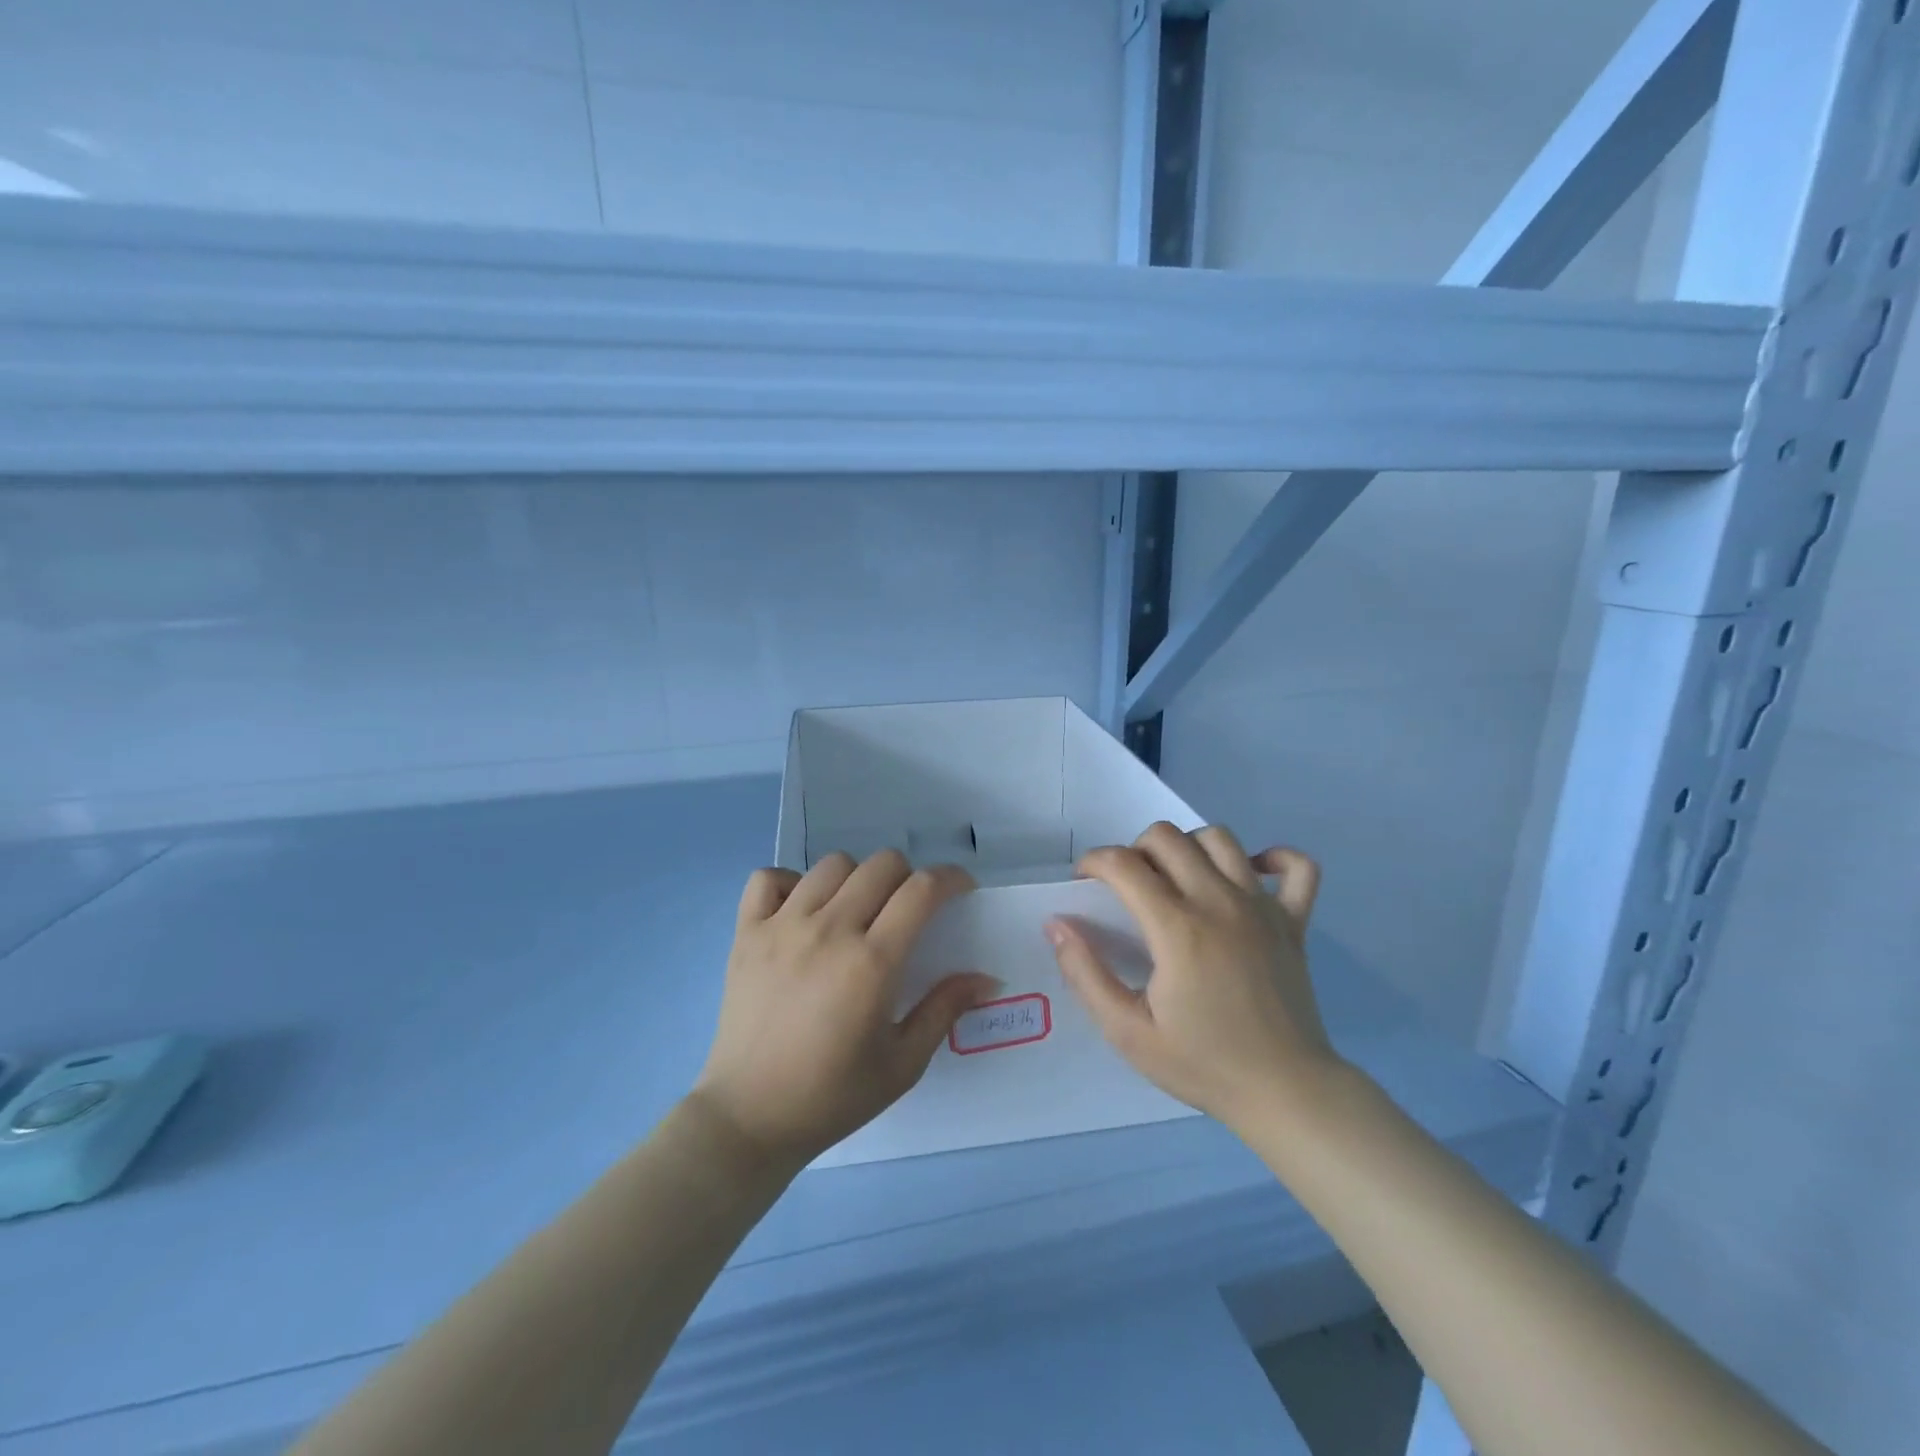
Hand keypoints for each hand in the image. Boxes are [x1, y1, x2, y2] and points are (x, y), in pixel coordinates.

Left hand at [691, 851, 997, 1169]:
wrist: (748, 1119)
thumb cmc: (832, 1096)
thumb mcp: (902, 1064)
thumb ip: (945, 1010)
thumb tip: (987, 977)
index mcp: (871, 962)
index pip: (921, 890)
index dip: (951, 879)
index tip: (961, 889)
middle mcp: (828, 930)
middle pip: (881, 865)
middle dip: (908, 877)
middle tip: (909, 909)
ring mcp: (782, 926)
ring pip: (832, 864)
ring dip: (857, 878)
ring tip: (857, 910)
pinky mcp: (746, 932)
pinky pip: (769, 878)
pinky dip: (791, 884)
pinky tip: (802, 912)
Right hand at [1046, 822, 1336, 1132]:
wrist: (1286, 1094)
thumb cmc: (1203, 1064)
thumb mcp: (1127, 1032)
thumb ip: (1085, 974)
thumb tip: (1057, 924)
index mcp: (1177, 928)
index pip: (1123, 864)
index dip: (1094, 862)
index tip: (1084, 883)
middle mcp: (1219, 902)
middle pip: (1167, 837)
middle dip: (1134, 850)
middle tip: (1128, 887)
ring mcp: (1263, 907)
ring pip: (1220, 838)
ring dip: (1188, 847)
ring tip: (1177, 879)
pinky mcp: (1295, 921)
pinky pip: (1297, 867)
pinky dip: (1272, 859)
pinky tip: (1249, 875)